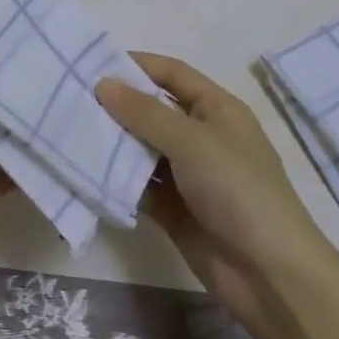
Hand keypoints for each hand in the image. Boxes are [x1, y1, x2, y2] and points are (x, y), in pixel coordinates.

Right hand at [97, 53, 338, 338]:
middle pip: (152, 109)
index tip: (93, 61)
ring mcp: (187, 174)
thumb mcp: (192, 142)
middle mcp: (201, 136)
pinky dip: (115, 178)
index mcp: (217, 109)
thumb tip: (102, 83)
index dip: (137, 64)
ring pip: (141, 148)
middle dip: (116, 104)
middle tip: (71, 96)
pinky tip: (83, 170)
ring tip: (68, 130)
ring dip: (112, 142)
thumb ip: (145, 113)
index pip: (172, 73)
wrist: (270, 276)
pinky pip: (138, 184)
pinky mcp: (173, 208)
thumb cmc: (238, 191)